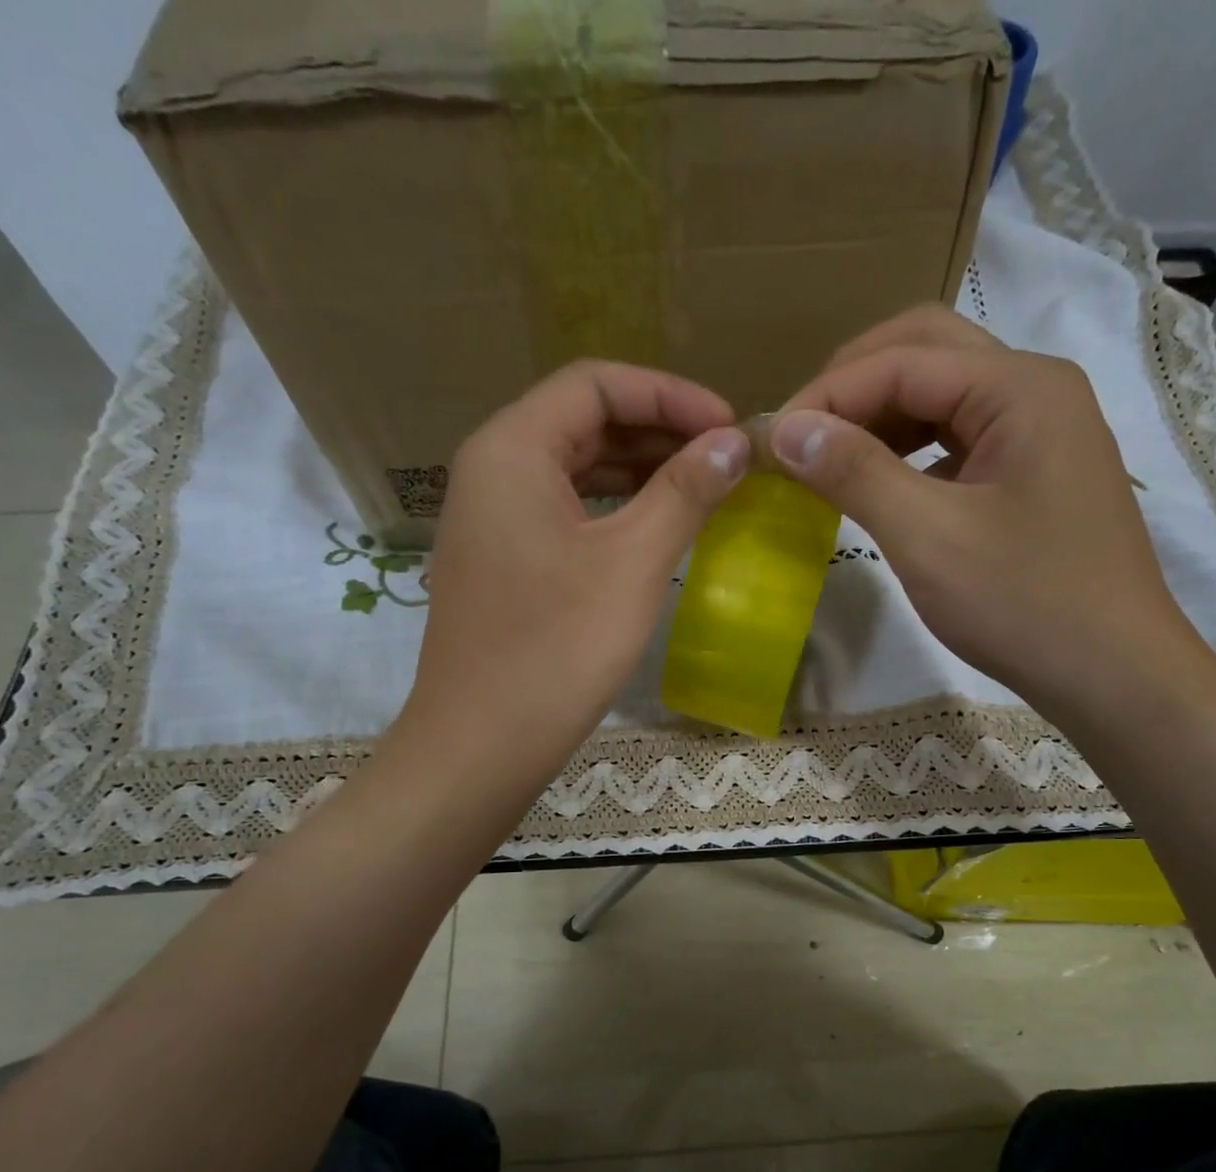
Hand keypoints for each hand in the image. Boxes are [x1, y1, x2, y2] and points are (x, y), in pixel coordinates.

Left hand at [392, 360, 748, 802]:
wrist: (482, 744)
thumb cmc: (557, 648)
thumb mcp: (632, 563)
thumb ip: (685, 492)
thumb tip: (733, 443)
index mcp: (511, 448)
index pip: (596, 383)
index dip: (670, 394)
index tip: (729, 426)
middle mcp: (492, 469)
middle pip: (583, 421)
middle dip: (658, 430)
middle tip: (724, 459)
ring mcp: (492, 520)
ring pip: (575, 469)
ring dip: (640, 470)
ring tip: (703, 488)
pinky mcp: (502, 562)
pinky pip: (565, 512)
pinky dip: (614, 510)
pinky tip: (656, 530)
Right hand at [771, 306, 1215, 730]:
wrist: (1113, 674)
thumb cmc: (1025, 605)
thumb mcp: (929, 537)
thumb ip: (855, 473)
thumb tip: (785, 428)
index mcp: (1019, 387)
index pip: (902, 360)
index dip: (827, 394)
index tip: (770, 442)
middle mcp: (1035, 389)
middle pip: (926, 352)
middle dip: (853, 386)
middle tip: (800, 434)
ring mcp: (1039, 431)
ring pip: (942, 395)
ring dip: (879, 417)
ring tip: (828, 459)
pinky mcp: (1033, 472)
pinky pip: (958, 439)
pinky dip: (909, 451)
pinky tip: (880, 486)